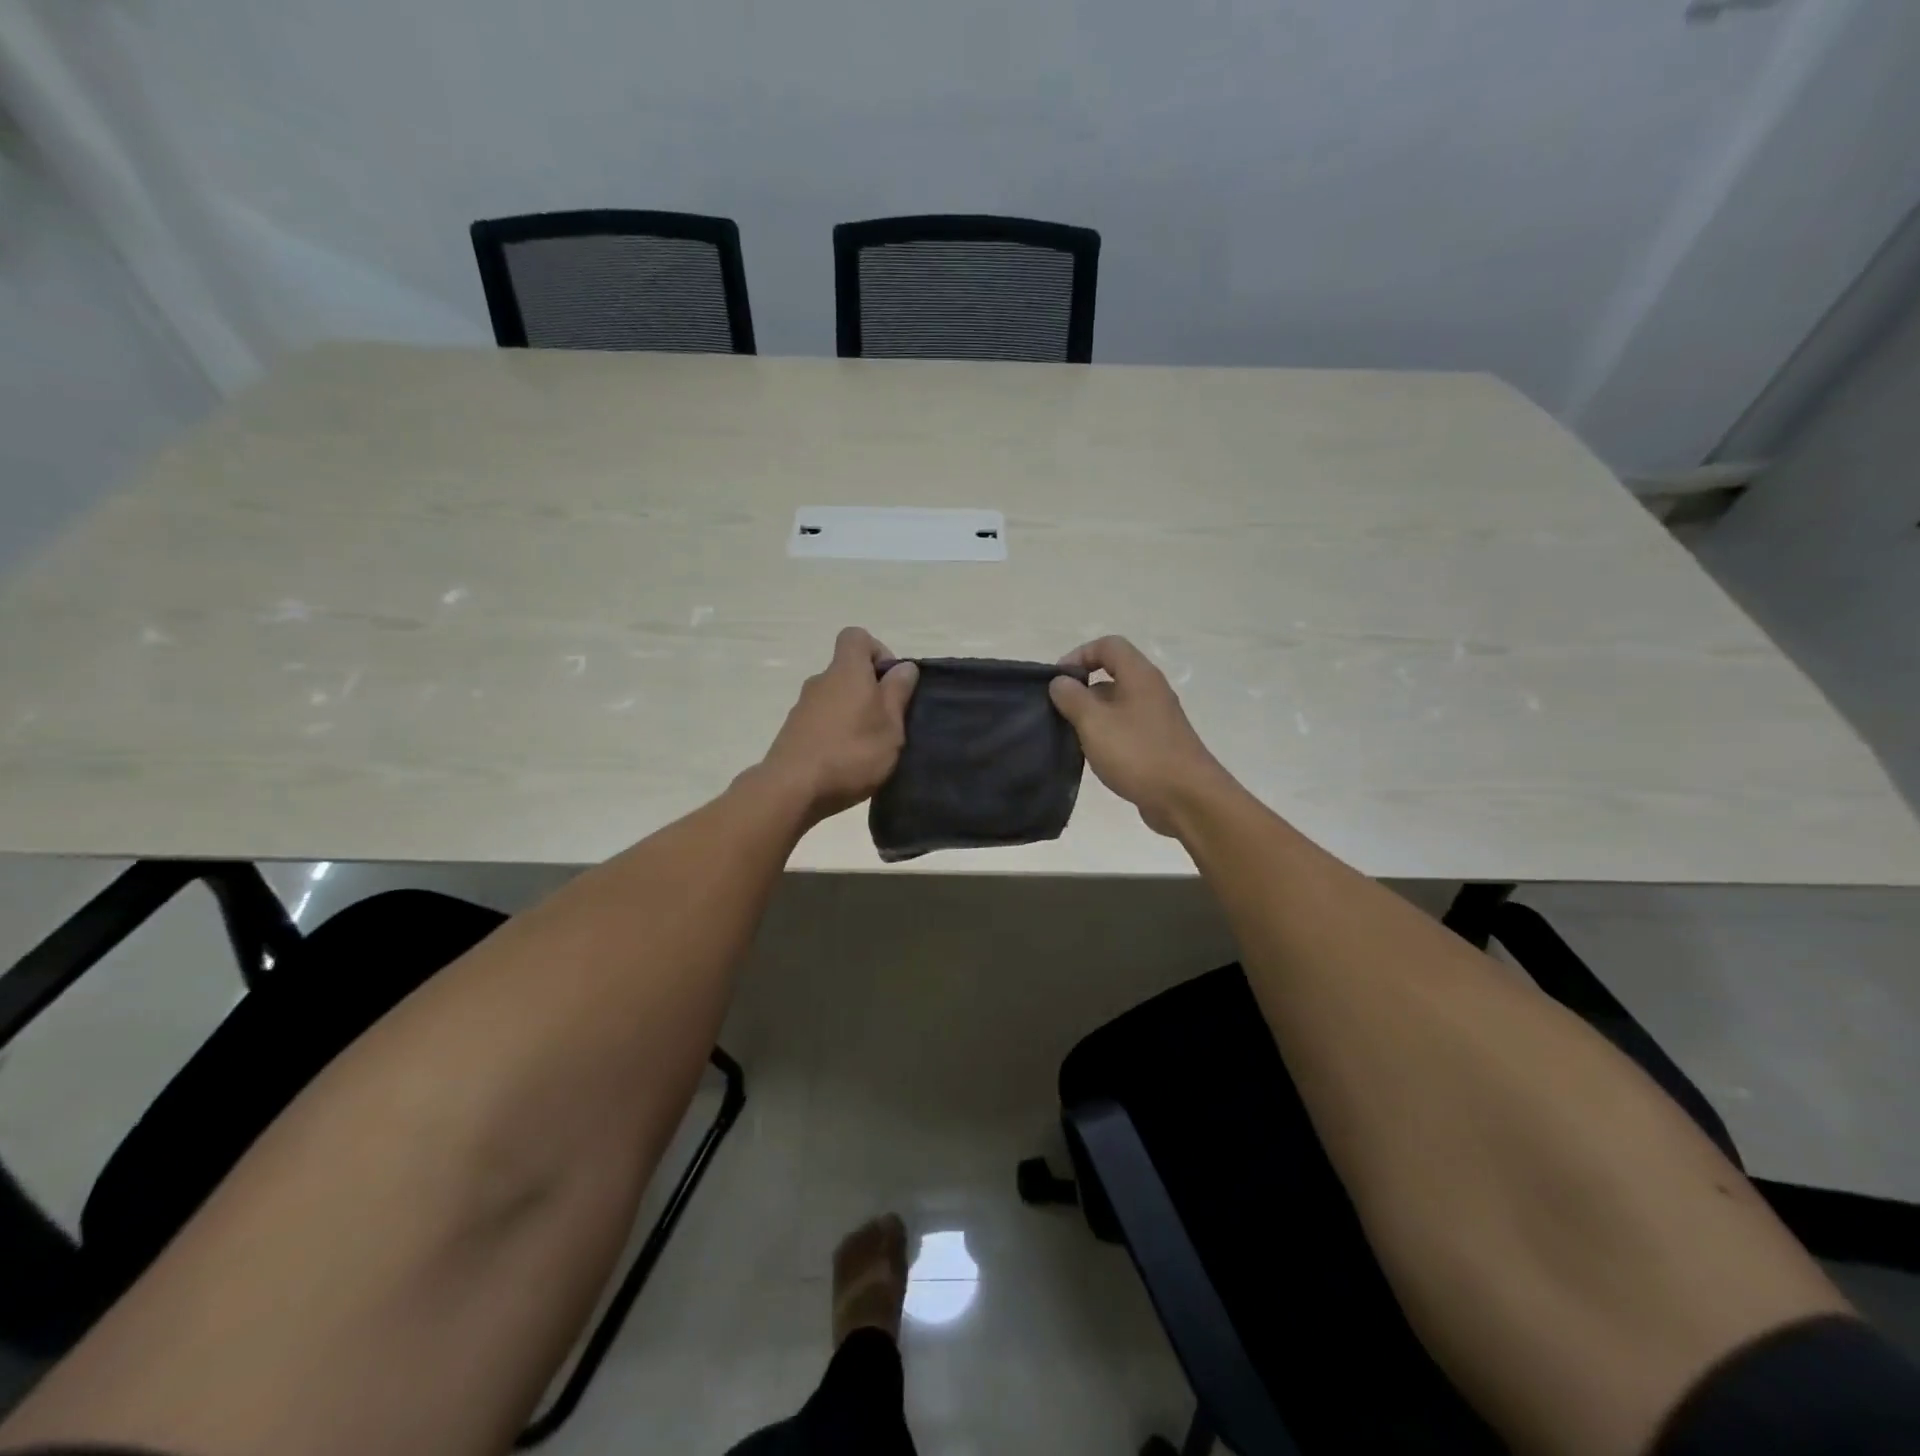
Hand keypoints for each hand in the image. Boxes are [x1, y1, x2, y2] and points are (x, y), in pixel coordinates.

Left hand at [755, 627, 918, 825]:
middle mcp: (821, 681)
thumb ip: (898, 692)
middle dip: (871, 690)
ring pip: (836, 698)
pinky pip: (822, 721)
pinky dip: (836, 732)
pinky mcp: (793, 732)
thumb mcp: (890, 725)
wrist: (792, 789)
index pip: (856, 637)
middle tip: (888, 723)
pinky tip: (846, 761)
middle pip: (848, 671)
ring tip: (870, 748)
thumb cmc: (851, 752)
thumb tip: (904, 666)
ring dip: (854, 714)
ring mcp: (803, 707)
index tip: (892, 683)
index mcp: (846, 671)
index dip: (879, 652)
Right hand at [1049, 636, 1232, 836]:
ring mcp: (1157, 718)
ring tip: (1071, 736)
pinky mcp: (1158, 744)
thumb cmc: (1138, 753)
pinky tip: (1094, 757)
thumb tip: (1060, 681)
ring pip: (1118, 704)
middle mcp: (1151, 691)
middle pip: (1113, 673)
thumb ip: (1073, 698)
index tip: (1058, 681)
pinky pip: (1126, 728)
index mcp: (1139, 676)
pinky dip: (1107, 735)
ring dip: (1093, 715)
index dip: (1079, 655)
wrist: (1187, 799)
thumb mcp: (1095, 723)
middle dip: (1082, 689)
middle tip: (1059, 712)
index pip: (1108, 645)